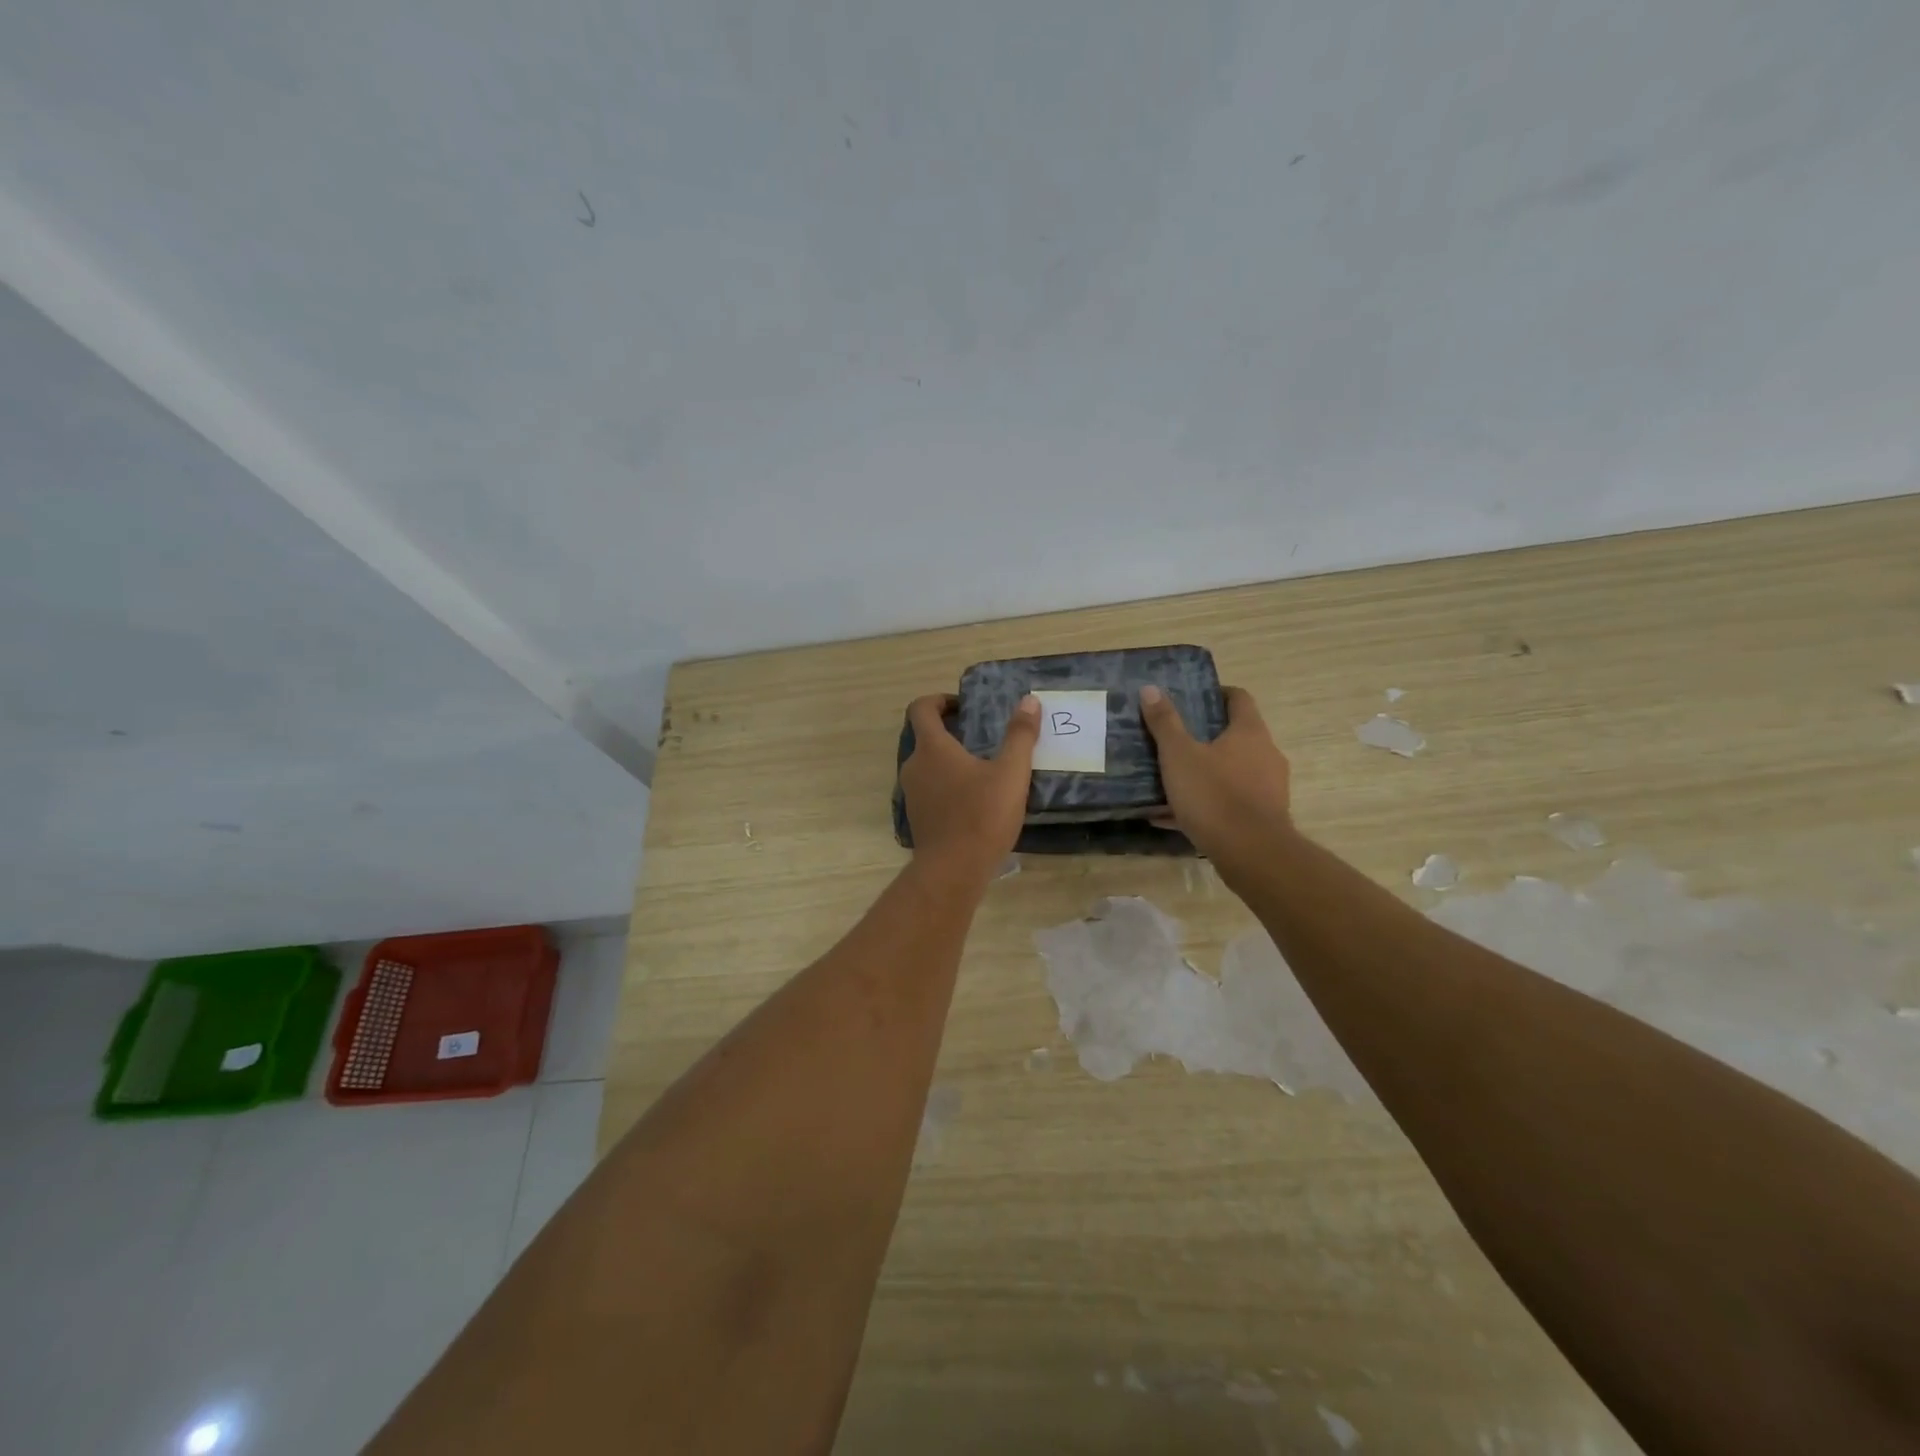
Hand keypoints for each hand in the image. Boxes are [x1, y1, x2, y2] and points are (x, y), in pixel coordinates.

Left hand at [901, 693, 1040, 884]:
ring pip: (927, 765)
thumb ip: (1020, 735)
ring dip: (949, 760)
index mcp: (932, 748)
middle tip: (981, 736)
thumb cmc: (982, 815)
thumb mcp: (1011, 773)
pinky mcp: (918, 817)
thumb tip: (1029, 701)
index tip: (963, 706)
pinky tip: (975, 798)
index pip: (921, 709)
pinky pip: (930, 789)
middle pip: (925, 737)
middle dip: (950, 731)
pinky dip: (947, 784)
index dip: (939, 700)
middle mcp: (914, 766)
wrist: (953, 870)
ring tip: (983, 768)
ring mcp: (913, 794)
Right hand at [1139, 684, 1293, 877]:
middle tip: (1173, 740)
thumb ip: (1164, 722)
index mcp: (1250, 732)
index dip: (1216, 694)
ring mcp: (1269, 788)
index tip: (1192, 699)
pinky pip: (1230, 802)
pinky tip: (1173, 817)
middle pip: (1236, 736)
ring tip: (1170, 781)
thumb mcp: (1179, 756)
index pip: (1239, 698)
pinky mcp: (1264, 817)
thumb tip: (1151, 688)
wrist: (1252, 853)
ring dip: (1205, 773)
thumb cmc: (1214, 795)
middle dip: (1205, 737)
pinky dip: (1206, 804)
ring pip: (1232, 772)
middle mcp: (1266, 754)